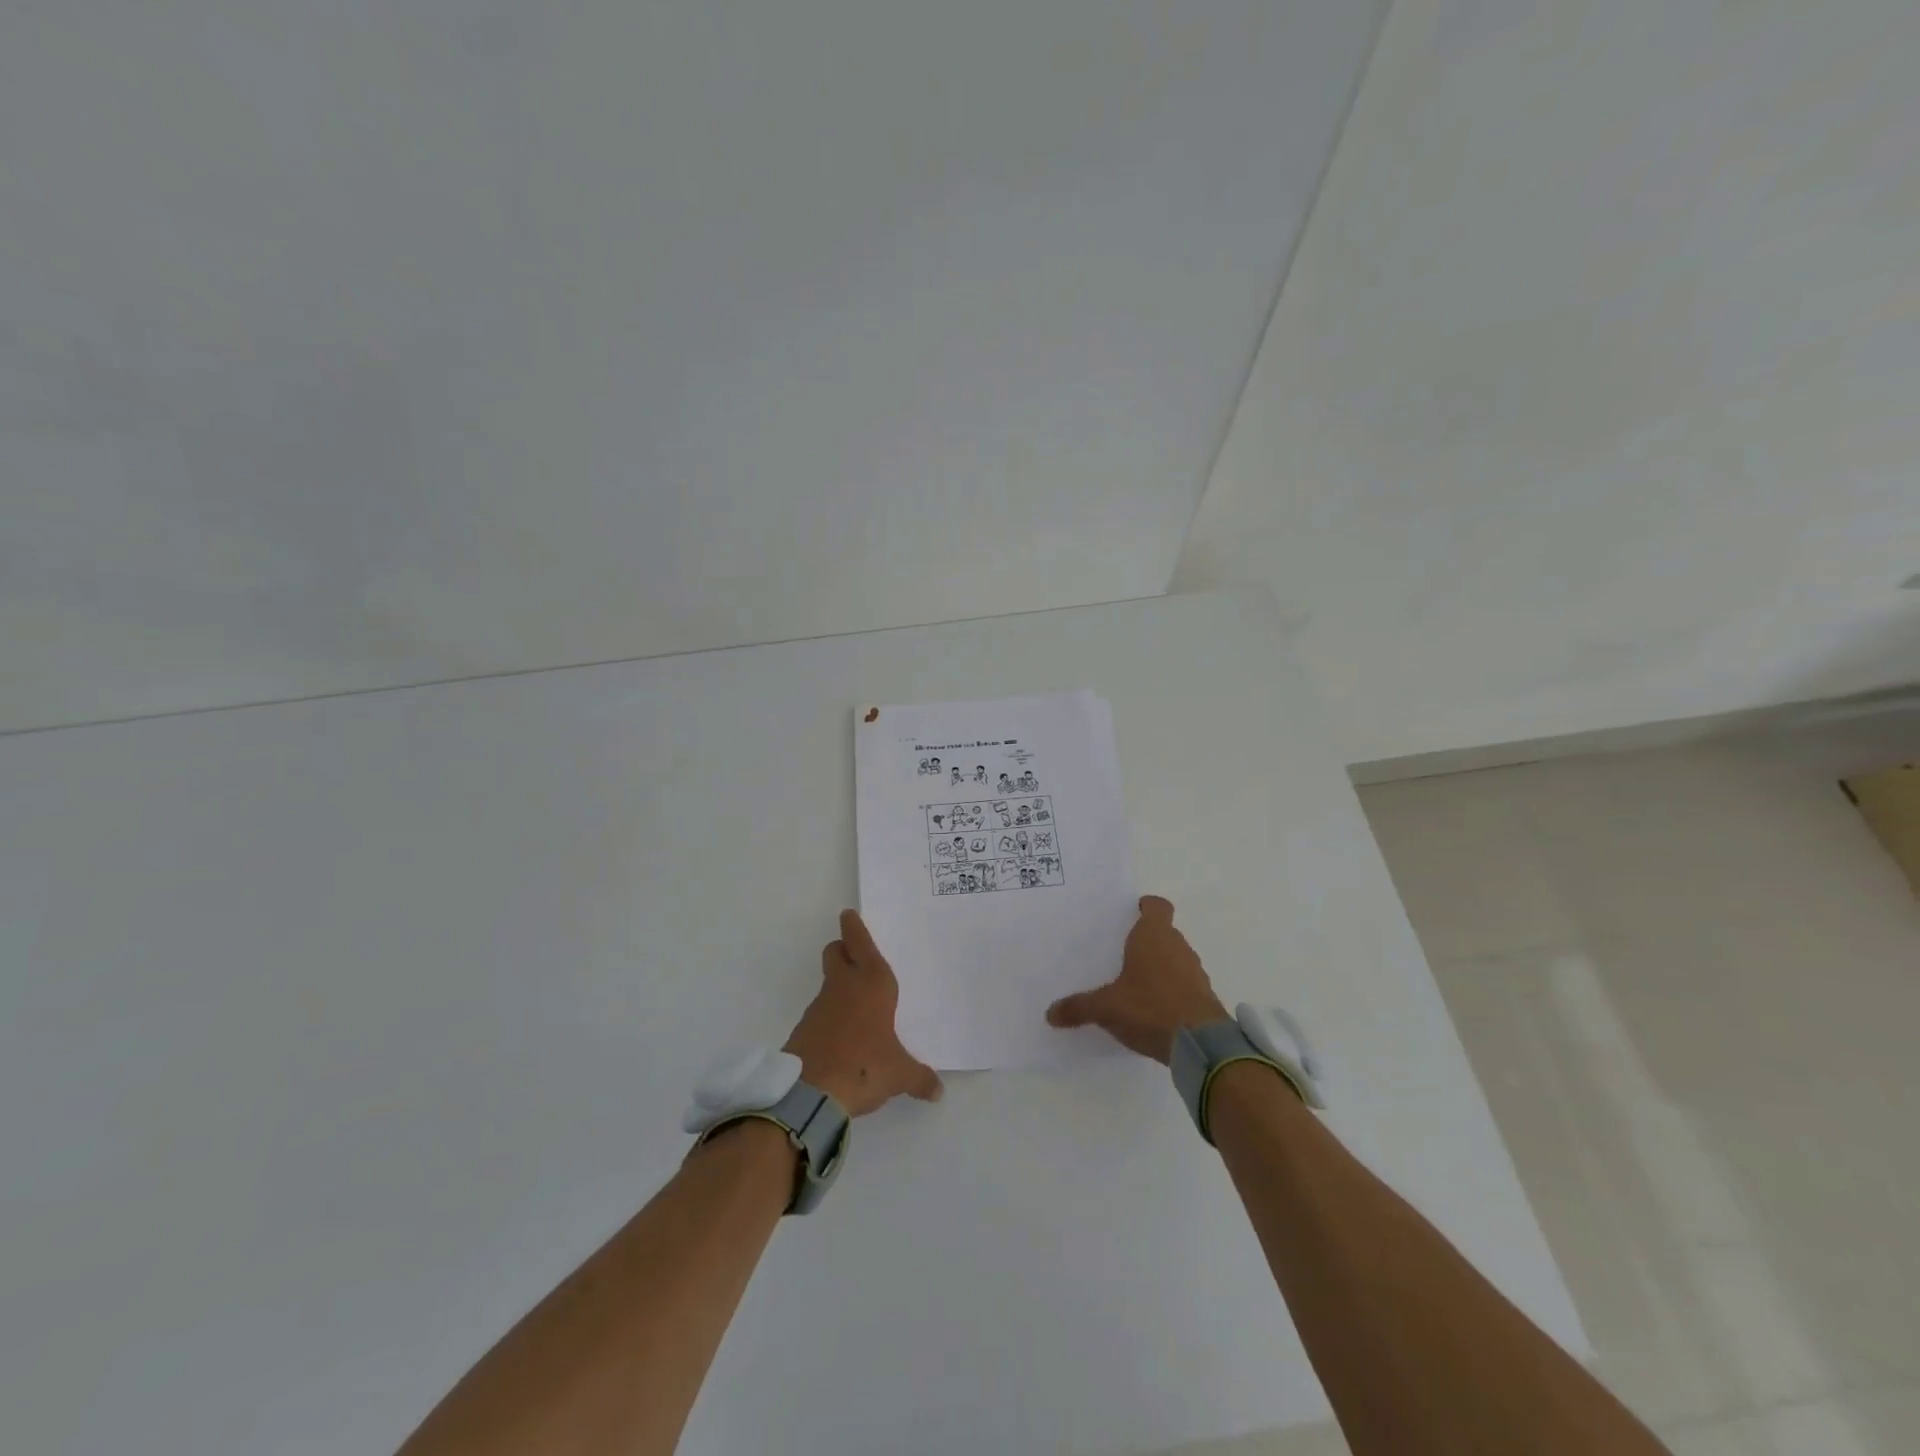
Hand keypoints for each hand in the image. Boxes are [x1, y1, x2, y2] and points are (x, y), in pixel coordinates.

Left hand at [784, 909, 943, 1116]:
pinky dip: (829, 1018)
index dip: (855, 927)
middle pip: (835, 952)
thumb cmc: (865, 1067)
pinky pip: (820, 1014)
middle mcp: (844, 986)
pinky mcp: (803, 1029)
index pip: (861, 943)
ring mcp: (820, 1006)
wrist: (811, 1093)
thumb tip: (938, 1091)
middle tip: (854, 956)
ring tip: (856, 1009)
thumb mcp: (899, 1074)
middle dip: (842, 949)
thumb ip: (920, 1078)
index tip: (848, 914)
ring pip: (827, 983)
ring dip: (838, 987)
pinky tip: (841, 1039)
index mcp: (872, 984)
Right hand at [1046, 895, 1226, 1062]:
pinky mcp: (1205, 997)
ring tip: (1136, 984)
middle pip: (1164, 933)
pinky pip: (1185, 984)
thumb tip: (1050, 1013)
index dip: (1146, 907)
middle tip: (1121, 953)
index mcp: (1154, 936)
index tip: (1131, 914)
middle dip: (1146, 941)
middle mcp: (1178, 946)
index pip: (1157, 906)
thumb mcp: (1106, 1008)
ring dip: (1161, 966)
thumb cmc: (1149, 1008)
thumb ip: (1079, 1007)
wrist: (1200, 1044)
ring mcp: (1195, 972)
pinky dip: (1172, 990)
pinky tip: (1154, 1009)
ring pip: (1176, 958)